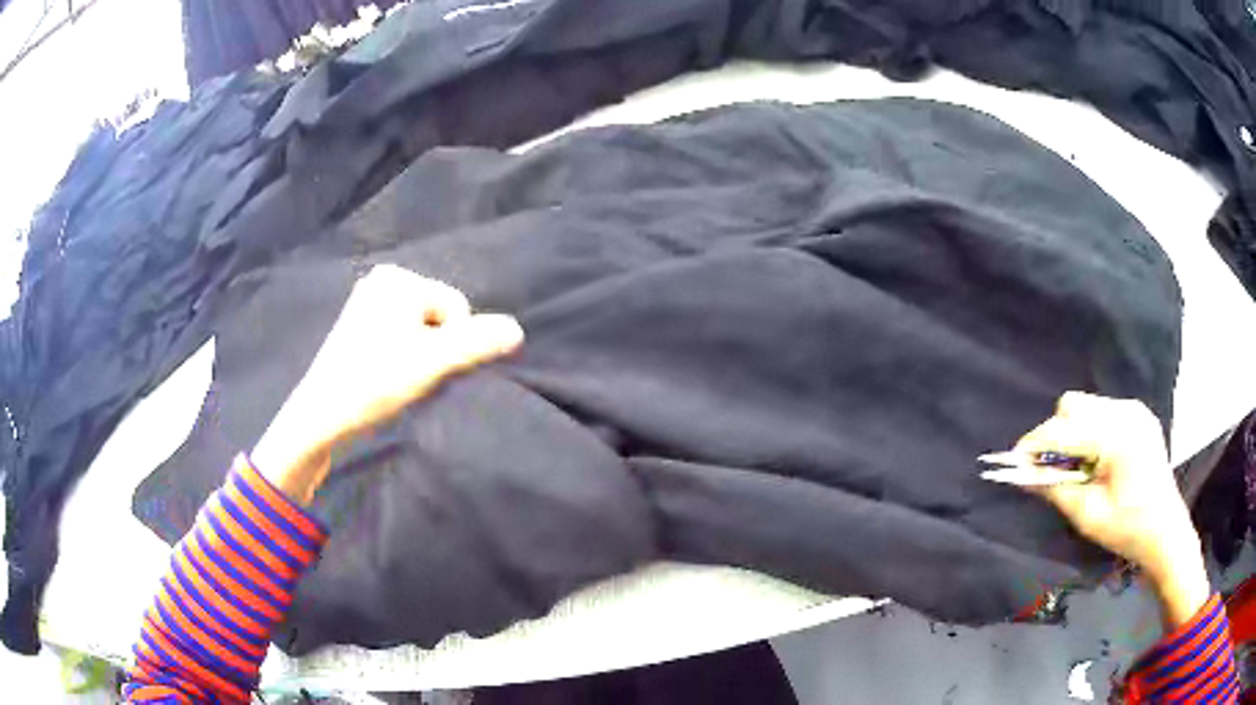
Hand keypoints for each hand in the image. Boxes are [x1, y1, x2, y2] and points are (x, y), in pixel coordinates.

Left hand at [252, 265, 523, 503]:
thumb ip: (477, 343)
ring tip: (396, 380)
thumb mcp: (432, 362)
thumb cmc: (375, 382)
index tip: (424, 370)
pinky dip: (402, 358)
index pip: (457, 307)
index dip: (452, 344)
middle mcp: (382, 281)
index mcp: (398, 279)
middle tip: (410, 377)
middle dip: (435, 349)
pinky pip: (400, 336)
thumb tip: (517, 330)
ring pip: (421, 330)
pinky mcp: (358, 326)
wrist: (321, 415)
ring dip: (421, 357)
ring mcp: (367, 302)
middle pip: (439, 317)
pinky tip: (385, 377)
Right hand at [1011, 392, 1209, 627]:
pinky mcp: (1138, 415)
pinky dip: (1089, 431)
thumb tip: (1024, 474)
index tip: (1015, 460)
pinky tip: (1095, 459)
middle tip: (1052, 468)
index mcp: (1117, 437)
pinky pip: (1102, 411)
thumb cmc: (1128, 529)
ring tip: (1076, 467)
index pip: (1065, 429)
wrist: (1166, 531)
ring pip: (1086, 405)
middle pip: (1074, 406)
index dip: (1036, 443)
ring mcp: (1135, 410)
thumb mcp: (1088, 516)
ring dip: (1072, 432)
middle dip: (1055, 434)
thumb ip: (1056, 489)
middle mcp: (1126, 412)